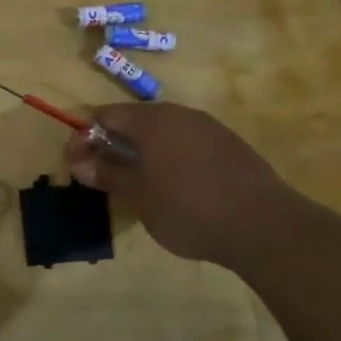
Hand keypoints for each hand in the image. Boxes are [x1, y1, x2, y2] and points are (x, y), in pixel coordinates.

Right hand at [65, 102, 301, 267]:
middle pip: (134, 120)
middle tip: (103, 176)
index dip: (84, 138)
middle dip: (113, 144)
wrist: (265, 226)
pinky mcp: (230, 146)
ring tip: (137, 184)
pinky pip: (187, 144)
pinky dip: (170, 158)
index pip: (105, 115)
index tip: (75, 165)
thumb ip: (108, 174)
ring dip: (142, 152)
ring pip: (163, 132)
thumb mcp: (139, 196)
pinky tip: (175, 187)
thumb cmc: (189, 209)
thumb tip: (79, 162)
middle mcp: (180, 114)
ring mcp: (209, 128)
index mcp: (152, 120)